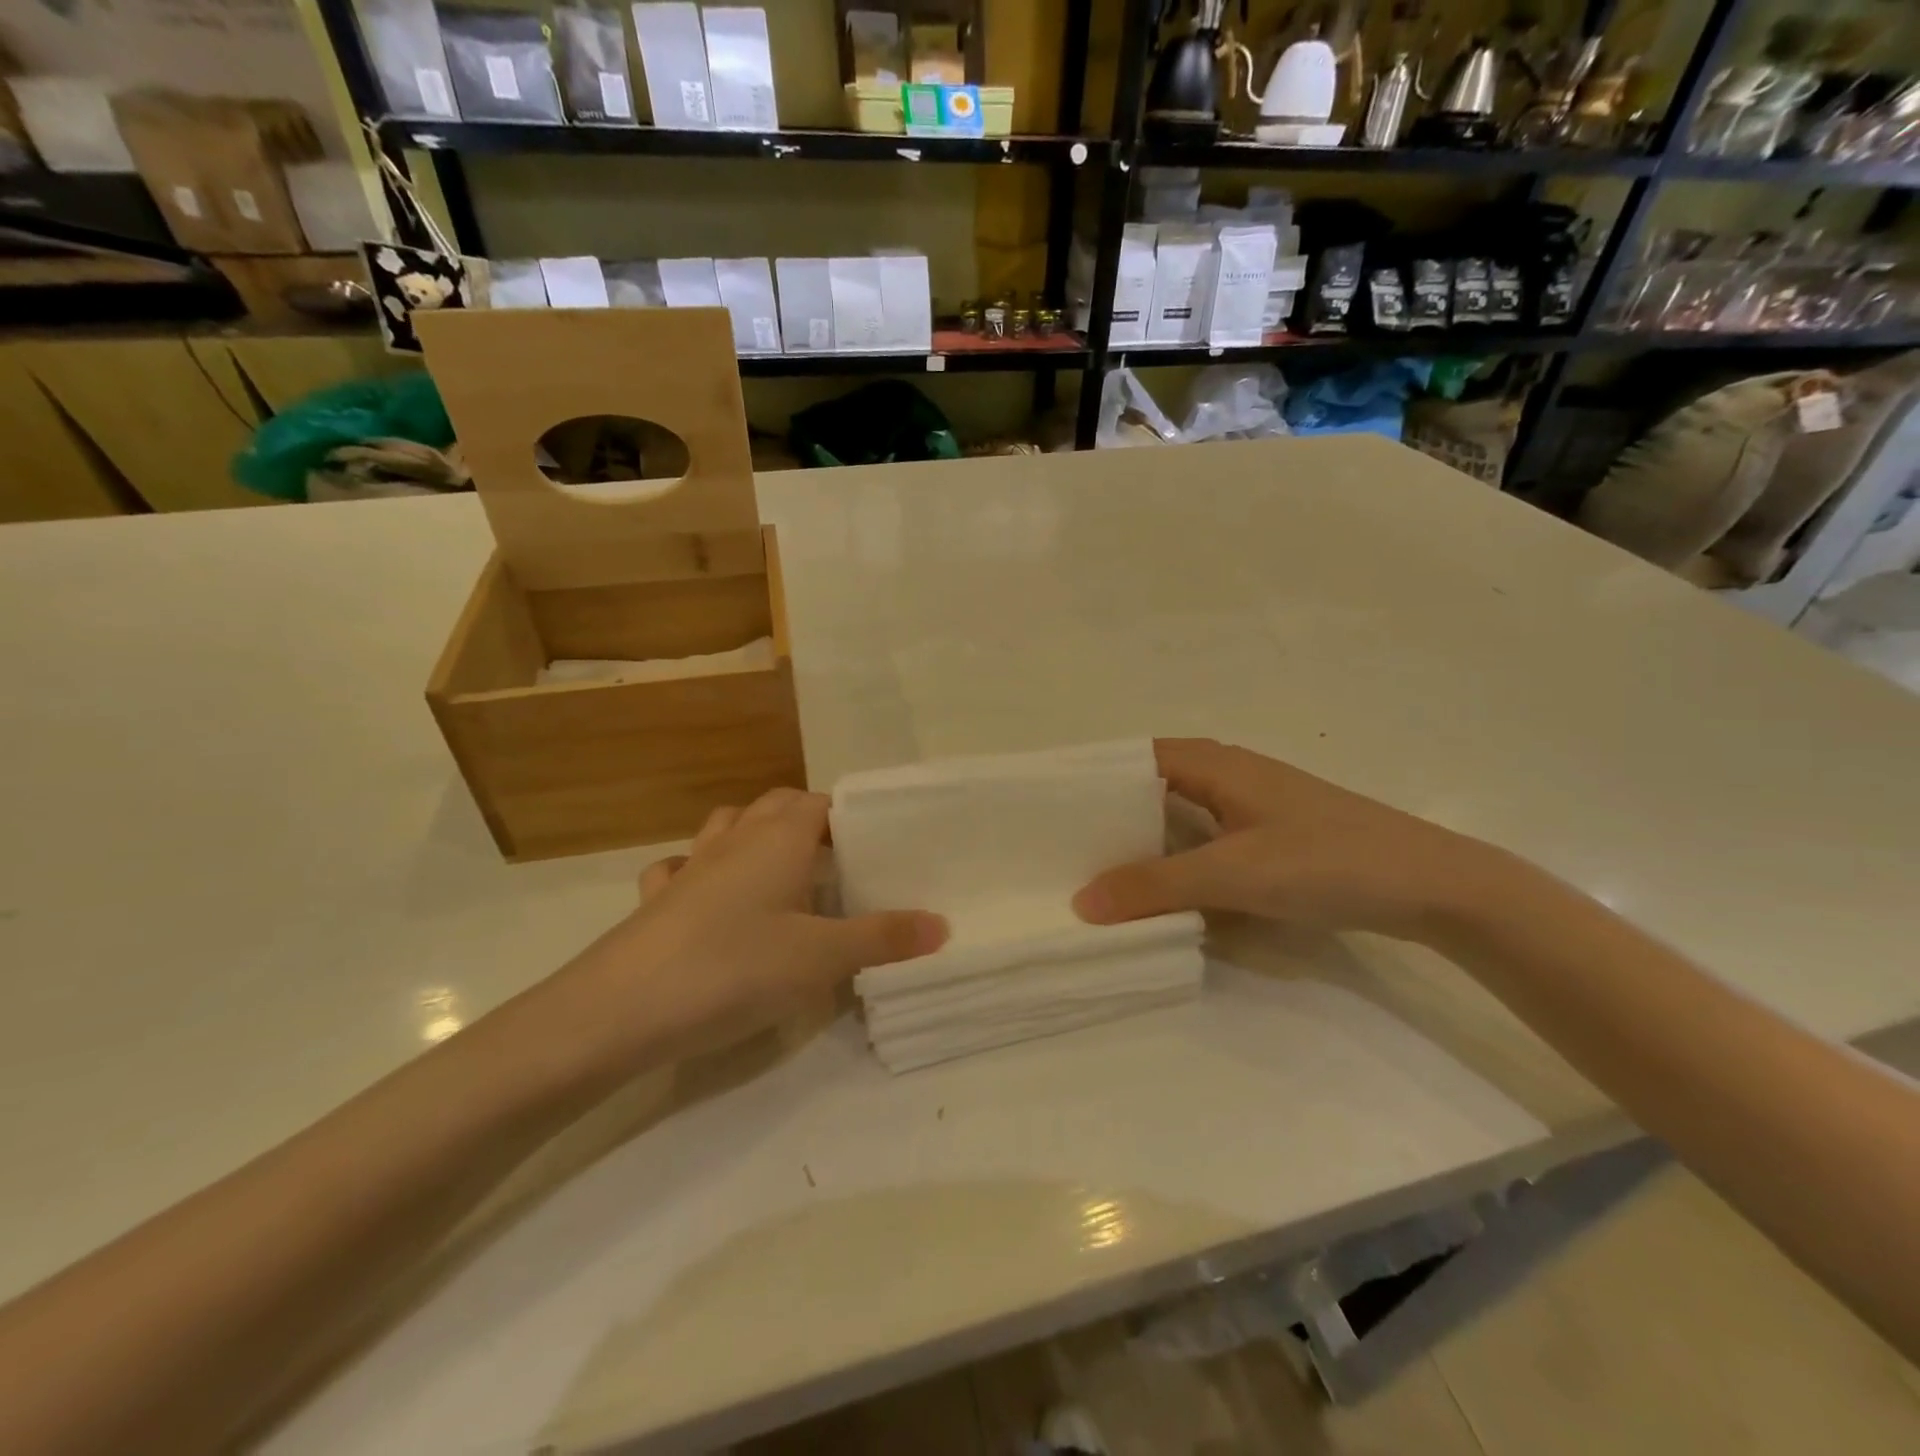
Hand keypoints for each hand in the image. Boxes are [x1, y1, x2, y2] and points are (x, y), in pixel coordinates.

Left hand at [553, 789, 946, 1068]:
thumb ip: (883, 938)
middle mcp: (736, 839)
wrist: (617, 1011)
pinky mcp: (656, 899)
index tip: (880, 844)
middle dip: (811, 822)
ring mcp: (691, 865)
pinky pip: (684, 867)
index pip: (823, 803)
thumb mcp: (821, 958)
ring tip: (783, 871)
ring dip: (757, 836)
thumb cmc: (733, 969)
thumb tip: (942, 925)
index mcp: (779, 838)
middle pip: (779, 805)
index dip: (852, 816)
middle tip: (842, 861)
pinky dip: (703, 871)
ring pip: (730, 825)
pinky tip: (710, 898)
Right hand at [1073, 739, 1503, 940]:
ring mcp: (1253, 807)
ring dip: (1144, 839)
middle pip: (1152, 786)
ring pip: (1180, 815)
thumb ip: (1155, 886)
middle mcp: (1229, 775)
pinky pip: (1206, 839)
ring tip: (1097, 870)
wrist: (1434, 886)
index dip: (1092, 779)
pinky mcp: (1272, 837)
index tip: (1049, 809)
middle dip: (1111, 814)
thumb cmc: (1328, 862)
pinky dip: (1178, 857)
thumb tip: (1081, 902)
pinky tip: (1162, 888)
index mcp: (1215, 764)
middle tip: (1063, 848)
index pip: (1134, 758)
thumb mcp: (1233, 874)